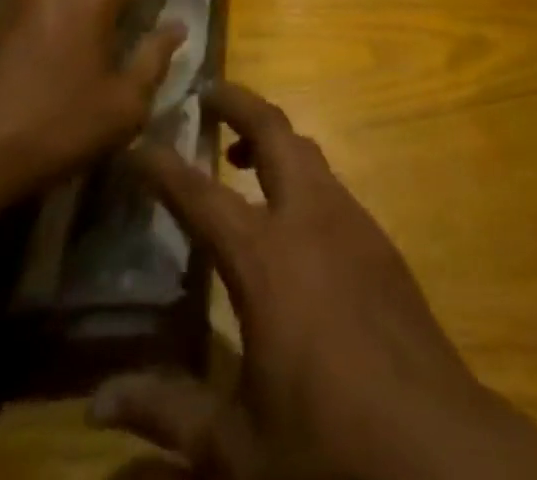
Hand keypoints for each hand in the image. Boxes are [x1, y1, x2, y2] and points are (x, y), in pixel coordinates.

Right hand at [93, 82, 536, 479]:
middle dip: (240, 103)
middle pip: (276, 133)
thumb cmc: (327, 445)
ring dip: (274, 139)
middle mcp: (311, 220)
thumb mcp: (237, 447)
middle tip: (208, 92)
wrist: (440, 449)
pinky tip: (293, 217)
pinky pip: (333, 186)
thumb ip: (168, 414)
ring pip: (310, 153)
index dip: (165, 167)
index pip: (202, 195)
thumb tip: (96, 406)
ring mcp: (354, 224)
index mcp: (266, 259)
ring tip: (242, 151)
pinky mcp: (382, 243)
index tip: (138, 143)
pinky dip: (303, 174)